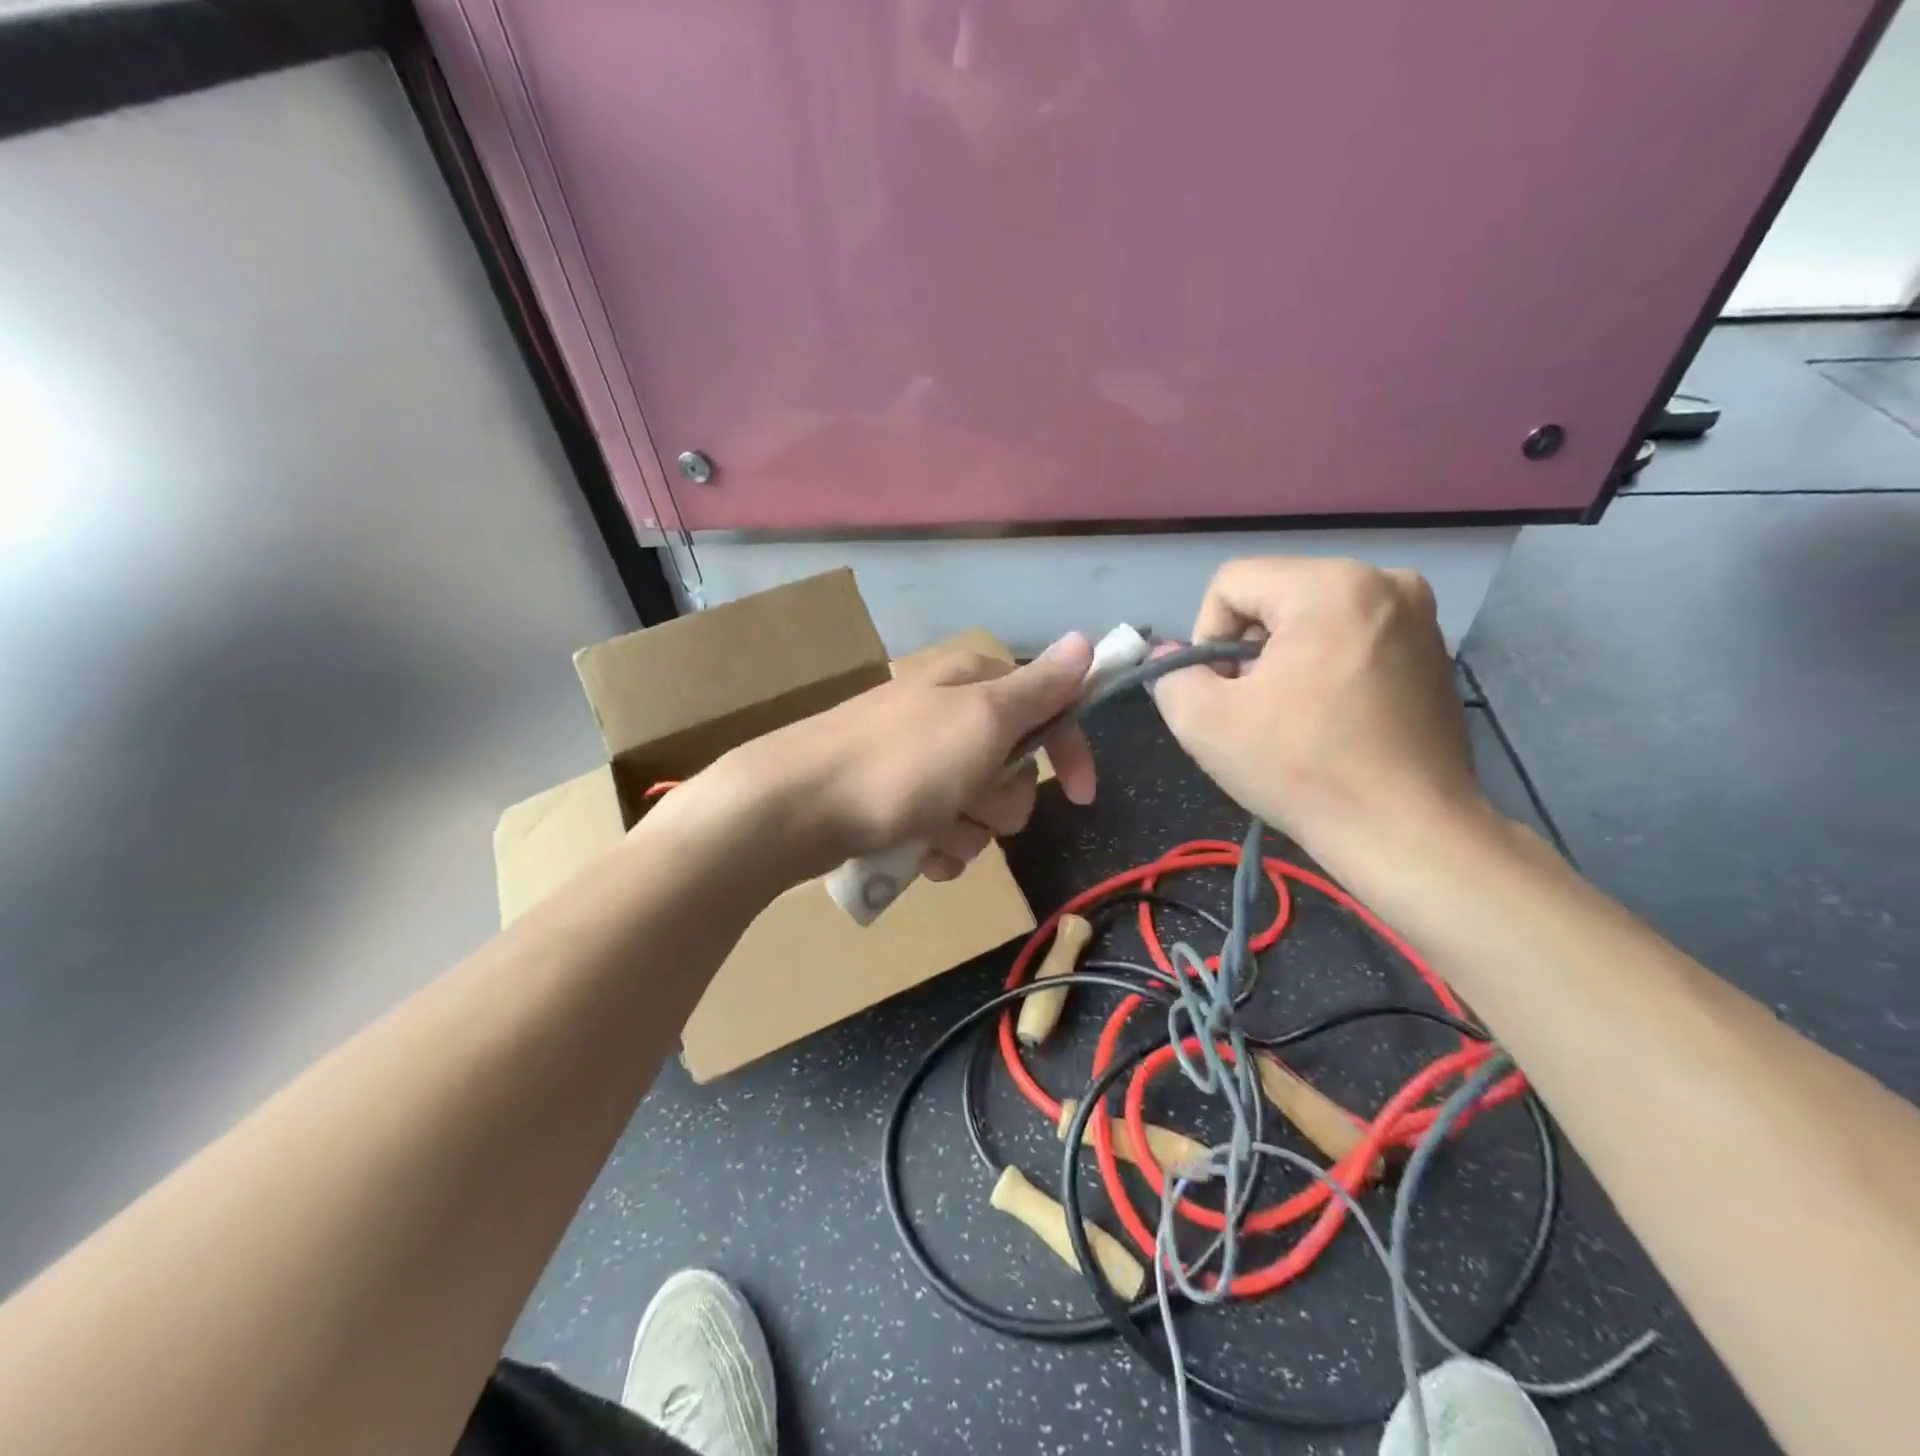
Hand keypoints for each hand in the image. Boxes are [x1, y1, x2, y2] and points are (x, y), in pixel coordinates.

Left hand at [699, 635, 1098, 881]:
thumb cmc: (901, 763)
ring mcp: (917, 758)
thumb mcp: (982, 720)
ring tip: (934, 836)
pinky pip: (941, 829)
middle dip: (1001, 801)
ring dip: (968, 831)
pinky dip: (939, 847)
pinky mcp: (893, 797)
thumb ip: (1039, 688)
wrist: (795, 807)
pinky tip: (919, 855)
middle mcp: (947, 713)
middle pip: (1012, 766)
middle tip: (970, 805)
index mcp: (972, 682)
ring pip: (978, 806)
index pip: (1047, 708)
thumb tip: (1085, 640)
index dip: (1068, 751)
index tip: (1082, 795)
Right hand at [1151, 558, 1489, 860]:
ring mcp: (1418, 615)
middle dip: (1249, 647)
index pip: (1231, 583)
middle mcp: (1384, 582)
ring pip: (1313, 615)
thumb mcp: (1204, 723)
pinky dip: (1328, 664)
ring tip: (1292, 715)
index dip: (1207, 636)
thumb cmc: (1302, 770)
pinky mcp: (1434, 650)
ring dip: (1286, 656)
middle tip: (1254, 707)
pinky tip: (1332, 717)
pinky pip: (1353, 635)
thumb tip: (1172, 656)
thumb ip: (1172, 676)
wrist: (1407, 832)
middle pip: (1275, 595)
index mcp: (1330, 586)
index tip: (1223, 692)